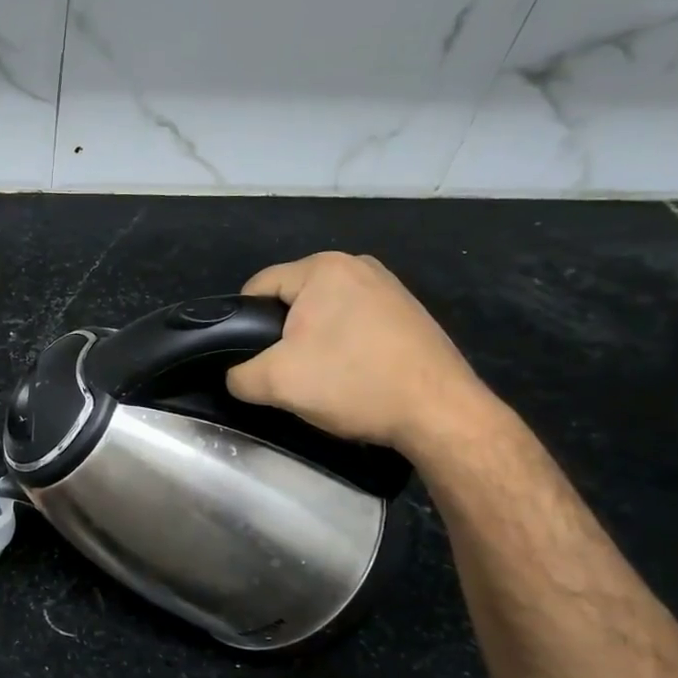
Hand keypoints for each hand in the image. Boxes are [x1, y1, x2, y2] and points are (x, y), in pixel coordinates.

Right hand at [225, 252, 493, 453]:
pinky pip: (354, 323)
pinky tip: (352, 376)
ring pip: (324, 314)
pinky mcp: (408, 312)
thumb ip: (239, 375)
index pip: (258, 287)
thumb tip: (236, 375)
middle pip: (292, 300)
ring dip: (312, 343)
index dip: (241, 324)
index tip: (247, 360)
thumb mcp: (276, 383)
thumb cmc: (353, 383)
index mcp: (322, 268)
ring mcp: (388, 287)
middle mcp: (357, 265)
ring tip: (319, 379)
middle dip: (280, 336)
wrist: (441, 413)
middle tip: (283, 374)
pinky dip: (344, 347)